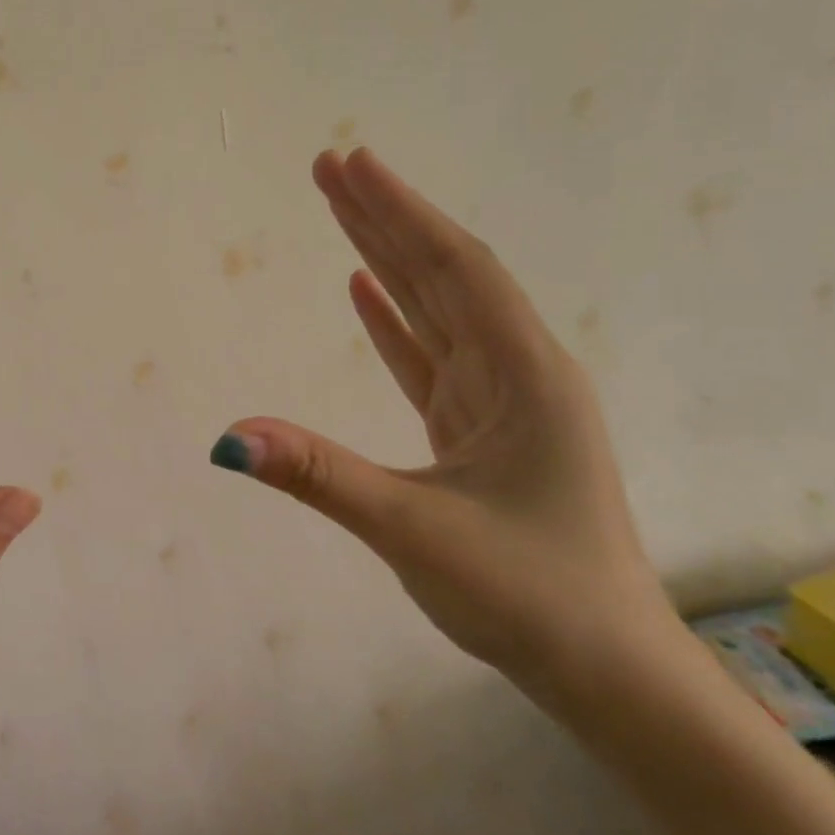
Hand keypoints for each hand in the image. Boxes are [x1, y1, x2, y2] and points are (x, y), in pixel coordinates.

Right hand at [211, 148, 674, 702]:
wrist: (606, 671)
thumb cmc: (527, 595)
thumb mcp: (414, 531)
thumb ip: (319, 476)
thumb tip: (228, 437)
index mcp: (523, 376)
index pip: (453, 269)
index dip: (400, 212)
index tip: (351, 163)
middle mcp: (516, 371)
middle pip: (443, 274)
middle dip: (386, 217)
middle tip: (330, 165)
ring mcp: (498, 400)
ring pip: (436, 310)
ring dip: (388, 259)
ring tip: (341, 209)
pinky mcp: (478, 428)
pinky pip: (431, 356)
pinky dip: (395, 319)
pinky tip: (364, 291)